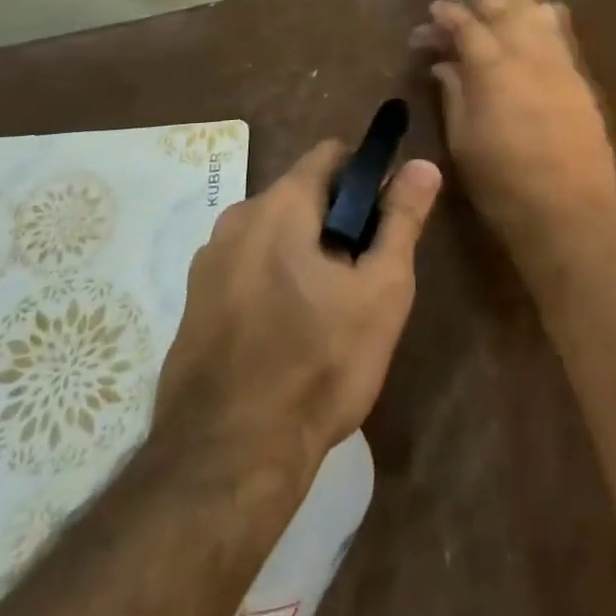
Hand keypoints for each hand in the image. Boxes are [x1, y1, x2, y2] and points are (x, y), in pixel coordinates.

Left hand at [151, 140, 441, 483]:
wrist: (227, 462)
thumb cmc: (318, 365)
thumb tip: (423, 164)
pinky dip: (271, 281)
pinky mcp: (192, 304)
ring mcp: (207, 263)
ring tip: (327, 312)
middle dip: (336, 221)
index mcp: (280, 204)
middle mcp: (236, 218)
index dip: (366, 174)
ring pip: (273, 234)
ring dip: (303, 253)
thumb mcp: (381, 291)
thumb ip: (402, 219)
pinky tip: (286, 336)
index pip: (332, 153)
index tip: (384, 219)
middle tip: (362, 276)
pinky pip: (245, 269)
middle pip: (301, 194)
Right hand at [422, 0, 615, 260]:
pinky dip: (550, 14)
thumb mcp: (464, 140)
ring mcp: (557, 63)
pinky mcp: (579, 78)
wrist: (569, 212)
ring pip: (539, 11)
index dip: (447, 13)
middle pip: (503, 8)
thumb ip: (455, 94)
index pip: (466, 25)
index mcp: (491, 68)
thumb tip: (445, 65)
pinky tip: (545, 8)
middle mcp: (526, 54)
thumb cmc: (503, 183)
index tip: (434, 9)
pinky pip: (563, 32)